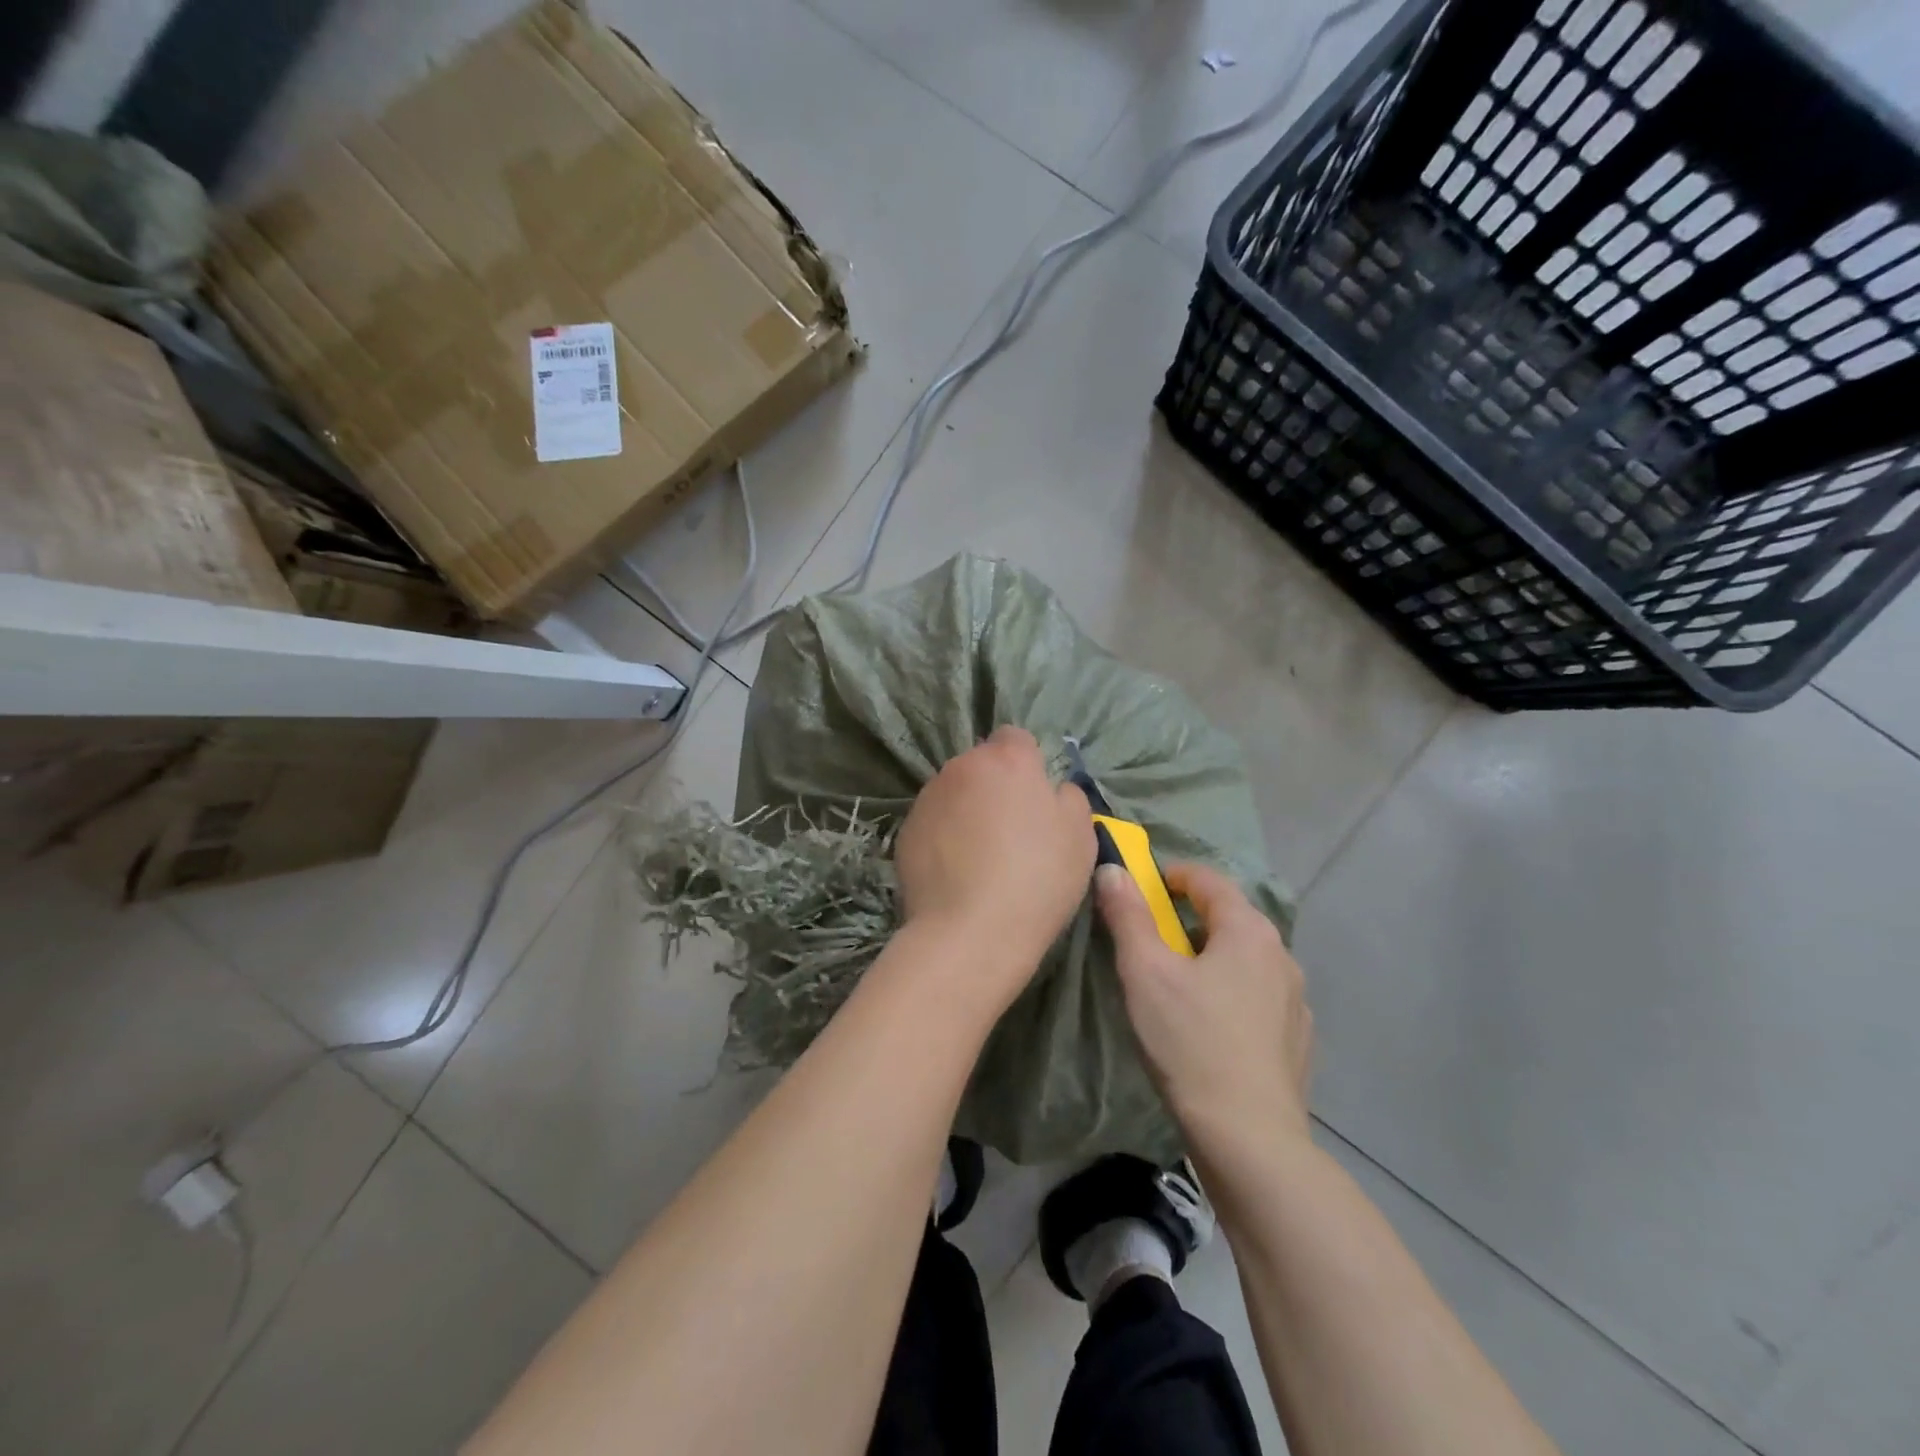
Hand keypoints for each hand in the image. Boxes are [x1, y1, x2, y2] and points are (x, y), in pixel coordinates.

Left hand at [894, 726, 1095, 1003]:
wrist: (969, 932)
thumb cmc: (1037, 880)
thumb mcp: (1080, 837)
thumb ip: (1069, 798)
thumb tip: (1053, 789)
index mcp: (1007, 761)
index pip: (1015, 738)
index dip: (1027, 764)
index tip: (1034, 799)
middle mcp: (961, 767)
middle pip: (981, 765)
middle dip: (994, 786)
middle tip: (1010, 830)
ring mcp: (928, 798)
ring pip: (954, 792)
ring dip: (966, 810)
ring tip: (979, 856)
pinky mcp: (905, 830)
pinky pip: (933, 822)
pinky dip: (944, 836)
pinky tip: (956, 872)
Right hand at [1096, 861, 1312, 1146]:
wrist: (1249, 1138)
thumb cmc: (1190, 1042)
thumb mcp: (1145, 972)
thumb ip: (1128, 915)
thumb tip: (1113, 869)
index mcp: (1248, 931)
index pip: (1209, 880)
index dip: (1173, 876)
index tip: (1144, 888)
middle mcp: (1282, 955)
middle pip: (1230, 918)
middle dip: (1190, 919)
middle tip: (1152, 941)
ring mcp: (1296, 1000)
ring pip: (1246, 960)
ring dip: (1213, 957)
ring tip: (1180, 985)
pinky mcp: (1298, 1040)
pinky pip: (1260, 997)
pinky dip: (1233, 993)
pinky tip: (1212, 1026)